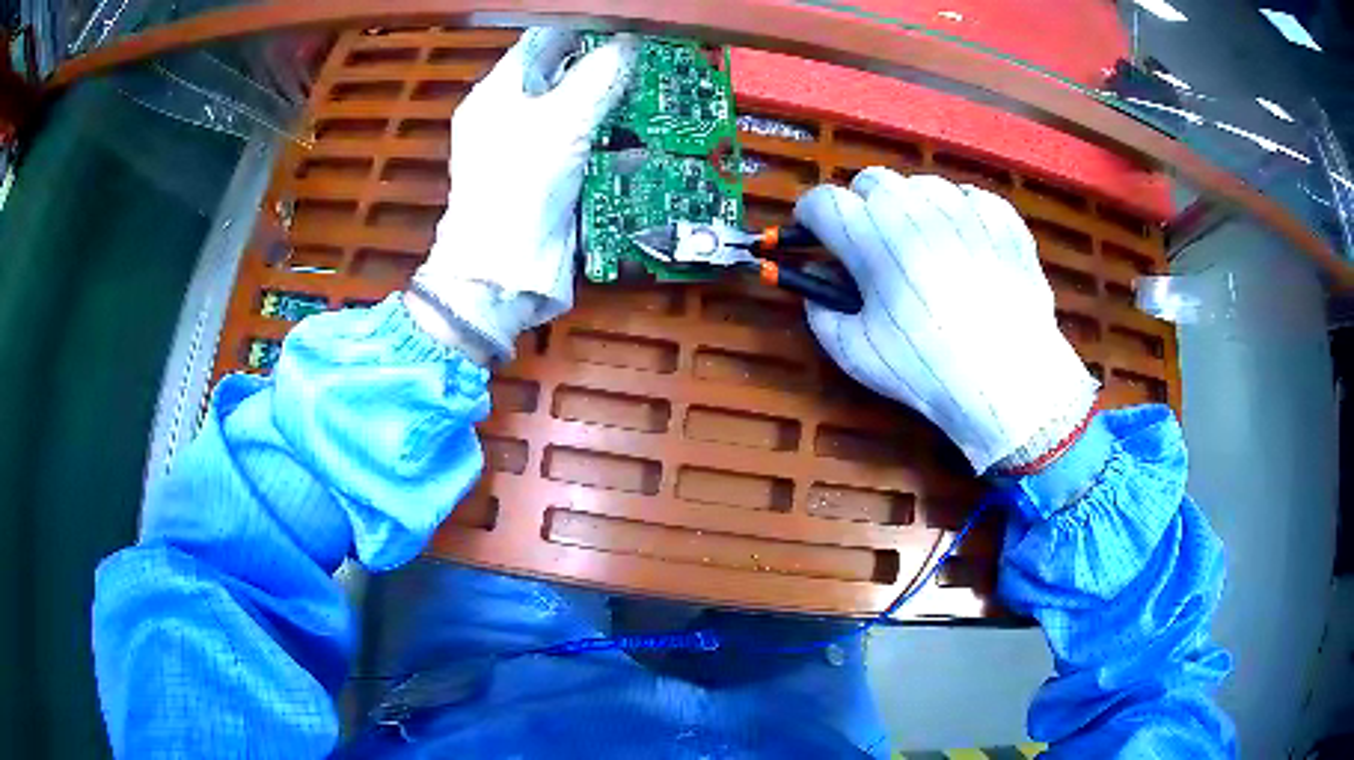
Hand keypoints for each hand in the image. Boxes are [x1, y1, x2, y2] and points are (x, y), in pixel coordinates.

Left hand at [408, 28, 636, 362]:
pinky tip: (648, 144)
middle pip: (564, 75)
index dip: (584, 27)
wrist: (503, 271)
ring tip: (661, 92)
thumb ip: (598, 76)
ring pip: (580, 112)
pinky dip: (615, 146)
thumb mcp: (562, 120)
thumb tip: (630, 41)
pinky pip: (586, 150)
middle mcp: (511, 115)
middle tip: (654, 56)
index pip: (543, 40)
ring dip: (617, 105)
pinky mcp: (551, 181)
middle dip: (608, 65)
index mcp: (499, 92)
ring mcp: (530, 150)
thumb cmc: (521, 184)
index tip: (628, 24)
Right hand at [796, 168, 1097, 473]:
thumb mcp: (856, 353)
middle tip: (871, 244)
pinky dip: (958, 215)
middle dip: (861, 206)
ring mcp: (964, 207)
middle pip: (872, 181)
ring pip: (922, 185)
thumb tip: (815, 281)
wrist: (1010, 381)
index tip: (814, 234)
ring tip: (923, 246)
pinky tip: (965, 247)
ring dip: (910, 207)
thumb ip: (820, 311)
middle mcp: (915, 207)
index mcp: (872, 237)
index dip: (810, 217)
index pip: (823, 202)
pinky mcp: (1002, 218)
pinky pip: (969, 198)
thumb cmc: (927, 370)